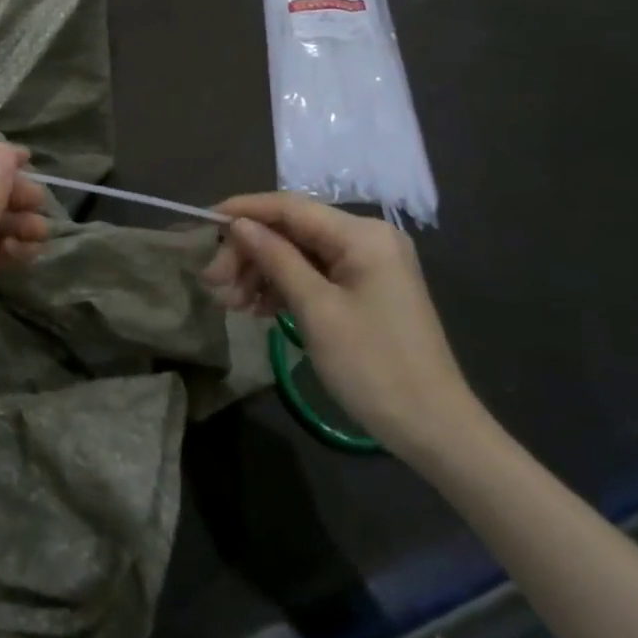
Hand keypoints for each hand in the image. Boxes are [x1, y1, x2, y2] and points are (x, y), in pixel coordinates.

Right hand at [203, 193, 485, 462]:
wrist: (435, 430)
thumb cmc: (373, 366)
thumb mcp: (316, 309)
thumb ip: (275, 259)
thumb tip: (239, 224)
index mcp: (362, 235)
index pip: (290, 207)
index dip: (244, 211)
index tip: (203, 223)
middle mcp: (367, 239)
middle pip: (292, 231)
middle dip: (250, 252)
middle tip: (214, 283)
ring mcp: (369, 266)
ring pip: (299, 254)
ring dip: (262, 273)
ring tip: (231, 303)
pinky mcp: (366, 291)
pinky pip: (315, 275)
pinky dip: (284, 287)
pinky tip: (258, 309)